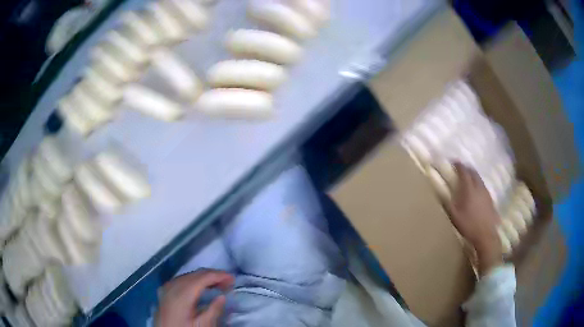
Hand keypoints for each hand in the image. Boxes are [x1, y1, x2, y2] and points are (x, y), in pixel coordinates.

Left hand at [156, 269, 233, 326]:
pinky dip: (194, 280)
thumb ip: (213, 310)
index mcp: (182, 293)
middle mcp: (173, 285)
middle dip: (213, 276)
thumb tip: (222, 296)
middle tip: (228, 283)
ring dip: (204, 278)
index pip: (203, 277)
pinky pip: (182, 279)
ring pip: (189, 275)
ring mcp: (167, 287)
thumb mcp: (203, 325)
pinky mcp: (165, 291)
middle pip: (196, 274)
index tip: (233, 279)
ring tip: (218, 286)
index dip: (219, 275)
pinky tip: (201, 288)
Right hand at [445, 163, 502, 275]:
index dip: (459, 166)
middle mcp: (479, 187)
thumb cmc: (468, 225)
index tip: (454, 162)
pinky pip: (483, 186)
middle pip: (473, 172)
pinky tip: (476, 192)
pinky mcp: (490, 199)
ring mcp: (486, 192)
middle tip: (461, 169)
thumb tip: (440, 192)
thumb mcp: (454, 216)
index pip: (464, 172)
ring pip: (479, 179)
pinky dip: (478, 184)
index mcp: (469, 189)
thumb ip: (447, 203)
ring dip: (473, 176)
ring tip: (468, 179)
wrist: (486, 234)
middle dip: (467, 168)